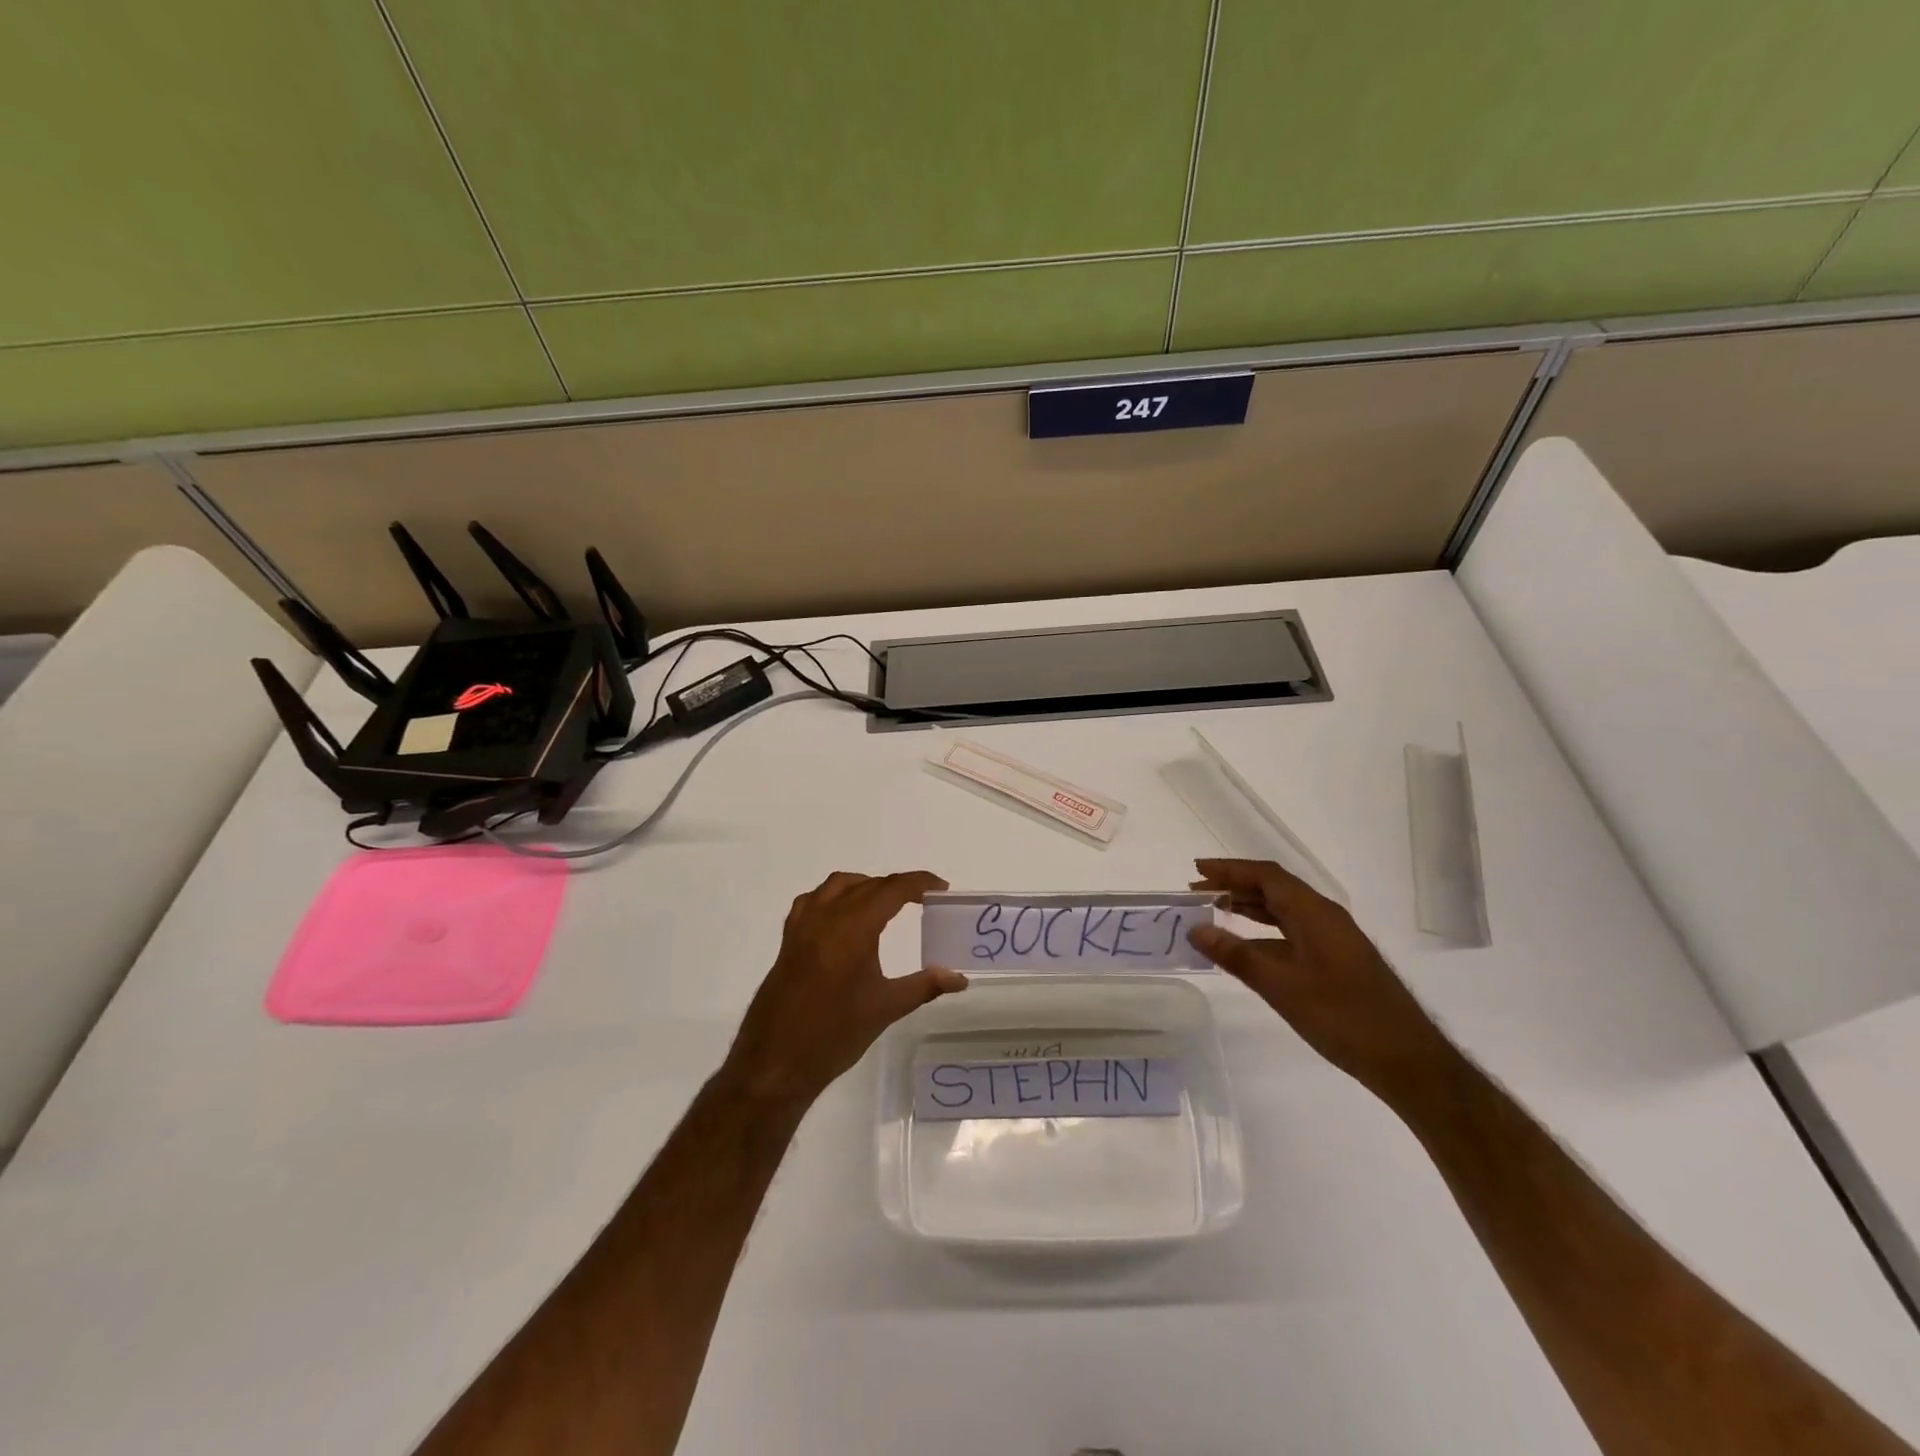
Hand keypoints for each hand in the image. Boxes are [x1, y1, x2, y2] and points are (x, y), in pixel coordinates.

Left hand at [722, 871, 967, 1108]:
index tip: (941, 888)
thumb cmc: (834, 1034)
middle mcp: (826, 916)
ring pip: (838, 886)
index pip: (892, 889)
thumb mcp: (885, 1008)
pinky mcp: (789, 939)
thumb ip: (925, 986)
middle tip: (923, 900)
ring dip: (865, 886)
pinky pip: (813, 900)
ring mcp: (803, 925)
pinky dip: (834, 897)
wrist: (776, 1062)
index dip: (919, 882)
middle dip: (897, 886)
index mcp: (853, 927)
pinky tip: (843, 918)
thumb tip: (960, 978)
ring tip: (886, 904)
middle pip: (867, 884)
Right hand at [1187, 858, 1451, 1099]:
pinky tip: (1244, 947)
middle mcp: (1324, 917)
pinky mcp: (1336, 961)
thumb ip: (1237, 956)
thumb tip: (1196, 929)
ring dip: (1248, 906)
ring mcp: (1333, 939)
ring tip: (1212, 910)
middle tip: (1196, 891)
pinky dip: (1263, 932)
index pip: (1266, 876)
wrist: (1409, 1062)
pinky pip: (1291, 932)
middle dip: (1234, 885)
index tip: (1196, 871)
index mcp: (1314, 913)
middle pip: (1273, 888)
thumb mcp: (1282, 987)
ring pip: (1282, 911)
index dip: (1229, 869)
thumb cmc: (1344, 1018)